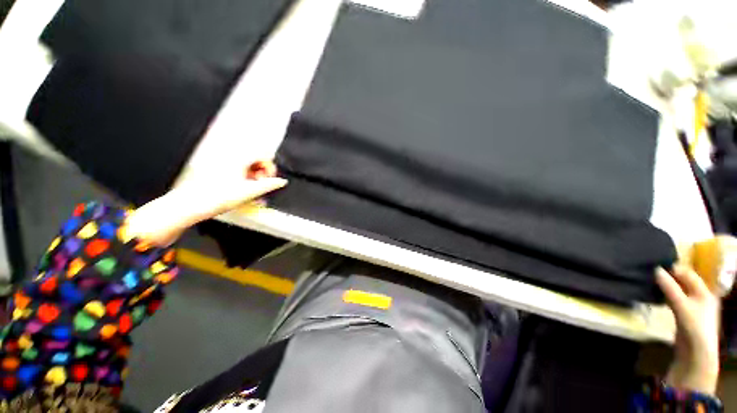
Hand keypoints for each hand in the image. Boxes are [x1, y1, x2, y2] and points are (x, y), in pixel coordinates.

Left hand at [125, 160, 286, 245]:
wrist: (189, 206)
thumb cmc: (216, 198)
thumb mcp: (249, 192)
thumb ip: (268, 185)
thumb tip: (282, 182)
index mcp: (239, 158)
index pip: (263, 154)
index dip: (270, 167)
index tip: (269, 179)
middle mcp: (231, 157)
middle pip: (256, 159)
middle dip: (262, 173)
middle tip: (260, 185)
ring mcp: (223, 163)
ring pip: (248, 165)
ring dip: (254, 176)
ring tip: (252, 190)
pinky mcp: (218, 170)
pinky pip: (238, 170)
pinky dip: (245, 178)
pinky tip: (243, 190)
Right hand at [656, 266, 719, 394]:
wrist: (696, 353)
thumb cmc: (694, 325)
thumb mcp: (681, 305)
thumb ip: (669, 287)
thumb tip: (655, 269)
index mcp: (705, 291)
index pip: (688, 273)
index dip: (674, 269)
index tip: (656, 266)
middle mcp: (701, 296)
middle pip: (683, 282)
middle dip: (669, 278)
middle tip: (651, 274)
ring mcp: (693, 307)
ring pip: (678, 291)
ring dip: (666, 287)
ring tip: (651, 283)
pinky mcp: (685, 315)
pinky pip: (675, 300)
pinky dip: (666, 296)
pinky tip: (657, 296)